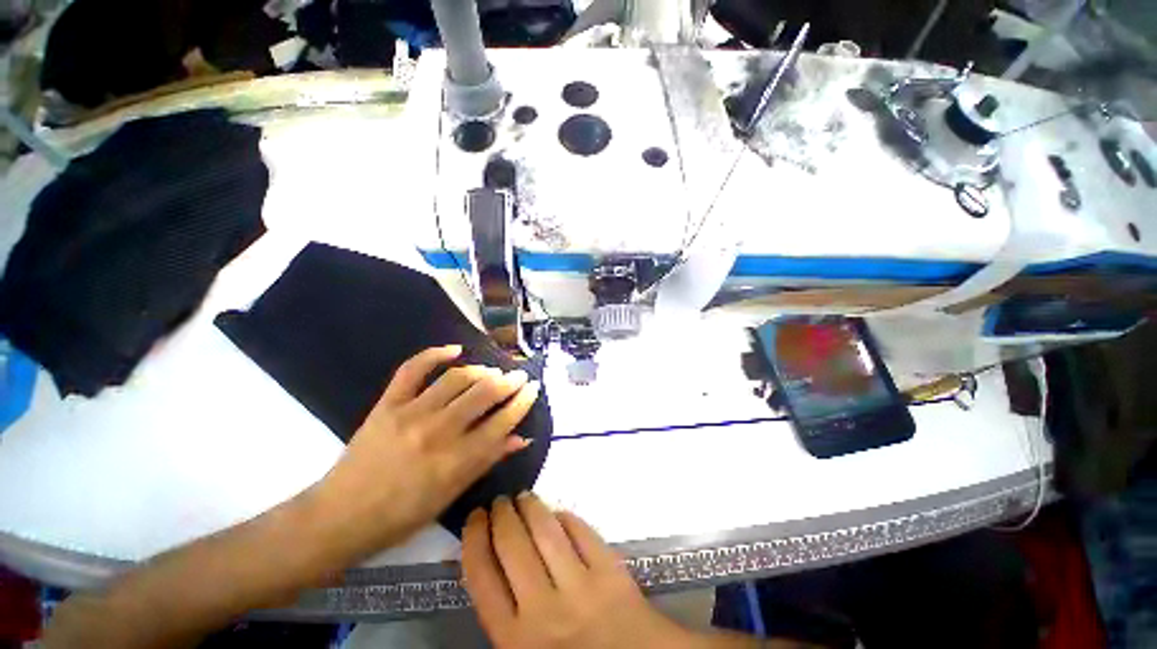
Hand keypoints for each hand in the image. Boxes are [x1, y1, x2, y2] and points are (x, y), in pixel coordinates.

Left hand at [307, 345, 540, 560]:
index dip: (522, 402)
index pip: (502, 422)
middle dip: (509, 381)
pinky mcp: (388, 404)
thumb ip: (487, 461)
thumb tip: (521, 438)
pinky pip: (412, 369)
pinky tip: (454, 350)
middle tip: (519, 375)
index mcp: (457, 460)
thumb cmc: (402, 516)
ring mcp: (411, 413)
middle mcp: (439, 431)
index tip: (533, 388)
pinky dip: (434, 354)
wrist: (340, 517)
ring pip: (457, 378)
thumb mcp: (451, 495)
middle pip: (485, 394)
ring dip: (482, 370)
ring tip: (492, 372)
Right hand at [462, 493, 693, 648]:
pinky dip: (566, 517)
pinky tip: (559, 514)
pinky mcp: (610, 571)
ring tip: (525, 497)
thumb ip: (504, 610)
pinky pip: (581, 531)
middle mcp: (544, 611)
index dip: (474, 537)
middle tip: (501, 501)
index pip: (481, 575)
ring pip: (546, 531)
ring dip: (531, 506)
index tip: (476, 516)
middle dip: (502, 514)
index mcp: (514, 639)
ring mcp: (580, 588)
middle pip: (512, 545)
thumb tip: (491, 558)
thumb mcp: (523, 648)